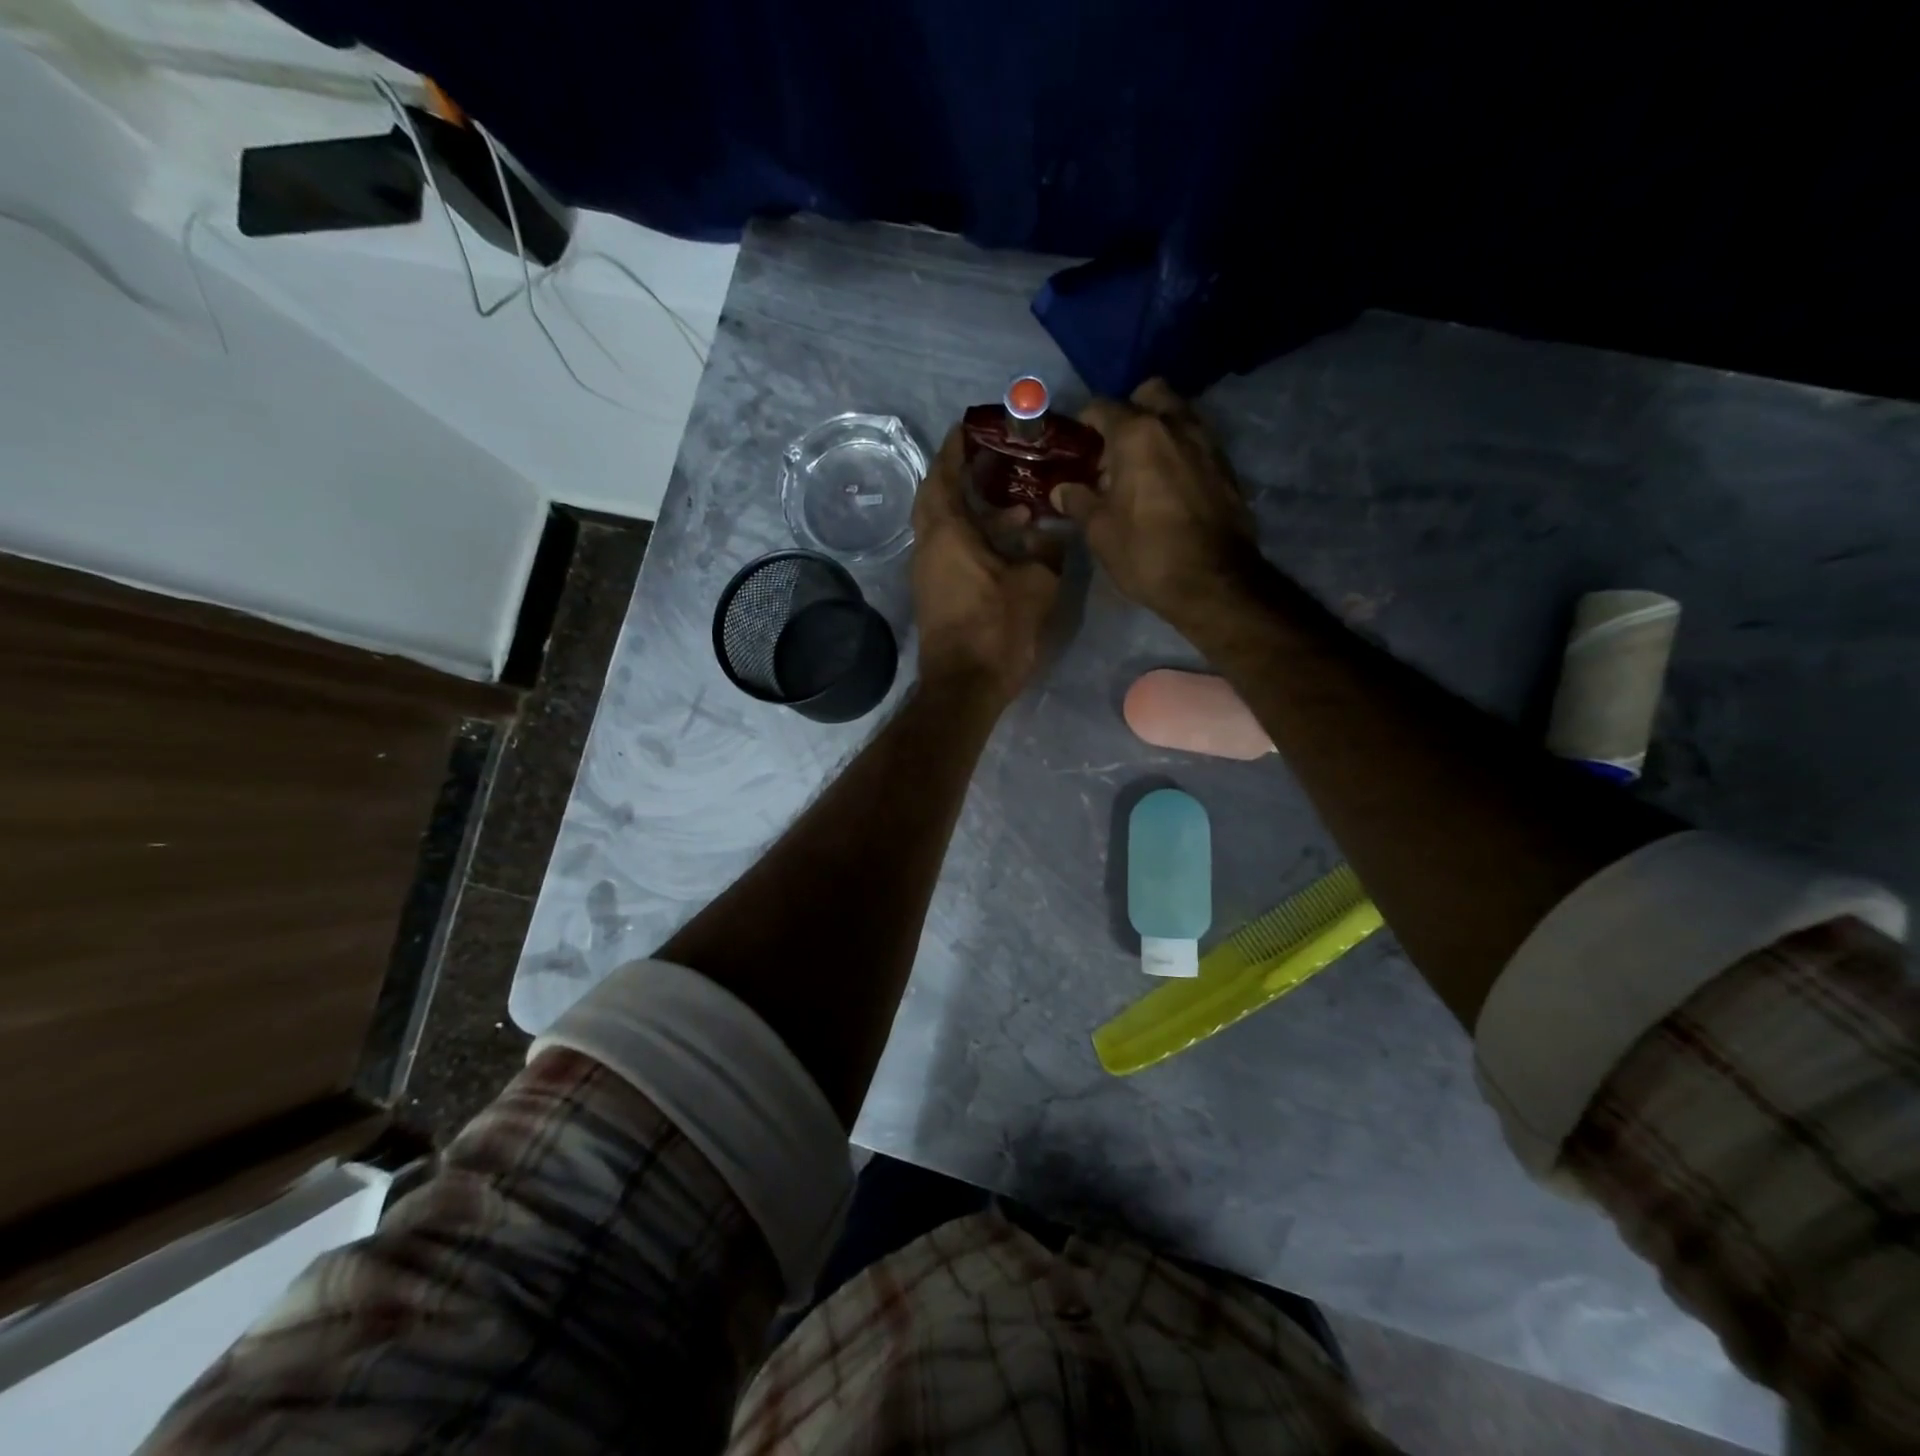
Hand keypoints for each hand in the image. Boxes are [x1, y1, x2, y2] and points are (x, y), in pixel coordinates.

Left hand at [911, 425, 1061, 704]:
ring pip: (944, 527)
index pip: (944, 475)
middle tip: (992, 461)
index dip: (956, 448)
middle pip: (937, 497)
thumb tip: (1050, 534)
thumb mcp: (1036, 584)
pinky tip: (1005, 544)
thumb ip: (1045, 550)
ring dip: (972, 511)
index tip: (969, 427)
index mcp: (947, 532)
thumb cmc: (997, 628)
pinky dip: (971, 537)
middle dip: (960, 475)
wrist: (965, 686)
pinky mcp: (935, 594)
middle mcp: (928, 546)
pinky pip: (949, 550)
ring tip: (1014, 506)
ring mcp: (927, 572)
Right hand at [1051, 379, 1259, 623]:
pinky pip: (1197, 443)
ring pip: (1178, 415)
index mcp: (1137, 434)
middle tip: (1115, 450)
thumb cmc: (1146, 552)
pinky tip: (1168, 486)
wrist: (1213, 580)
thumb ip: (1079, 502)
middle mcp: (1175, 425)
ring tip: (1141, 470)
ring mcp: (1207, 442)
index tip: (1076, 445)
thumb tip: (1062, 490)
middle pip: (1149, 394)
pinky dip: (1180, 452)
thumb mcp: (1100, 531)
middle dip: (1130, 412)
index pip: (1102, 407)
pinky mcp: (1226, 466)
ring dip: (1158, 430)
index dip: (1084, 423)